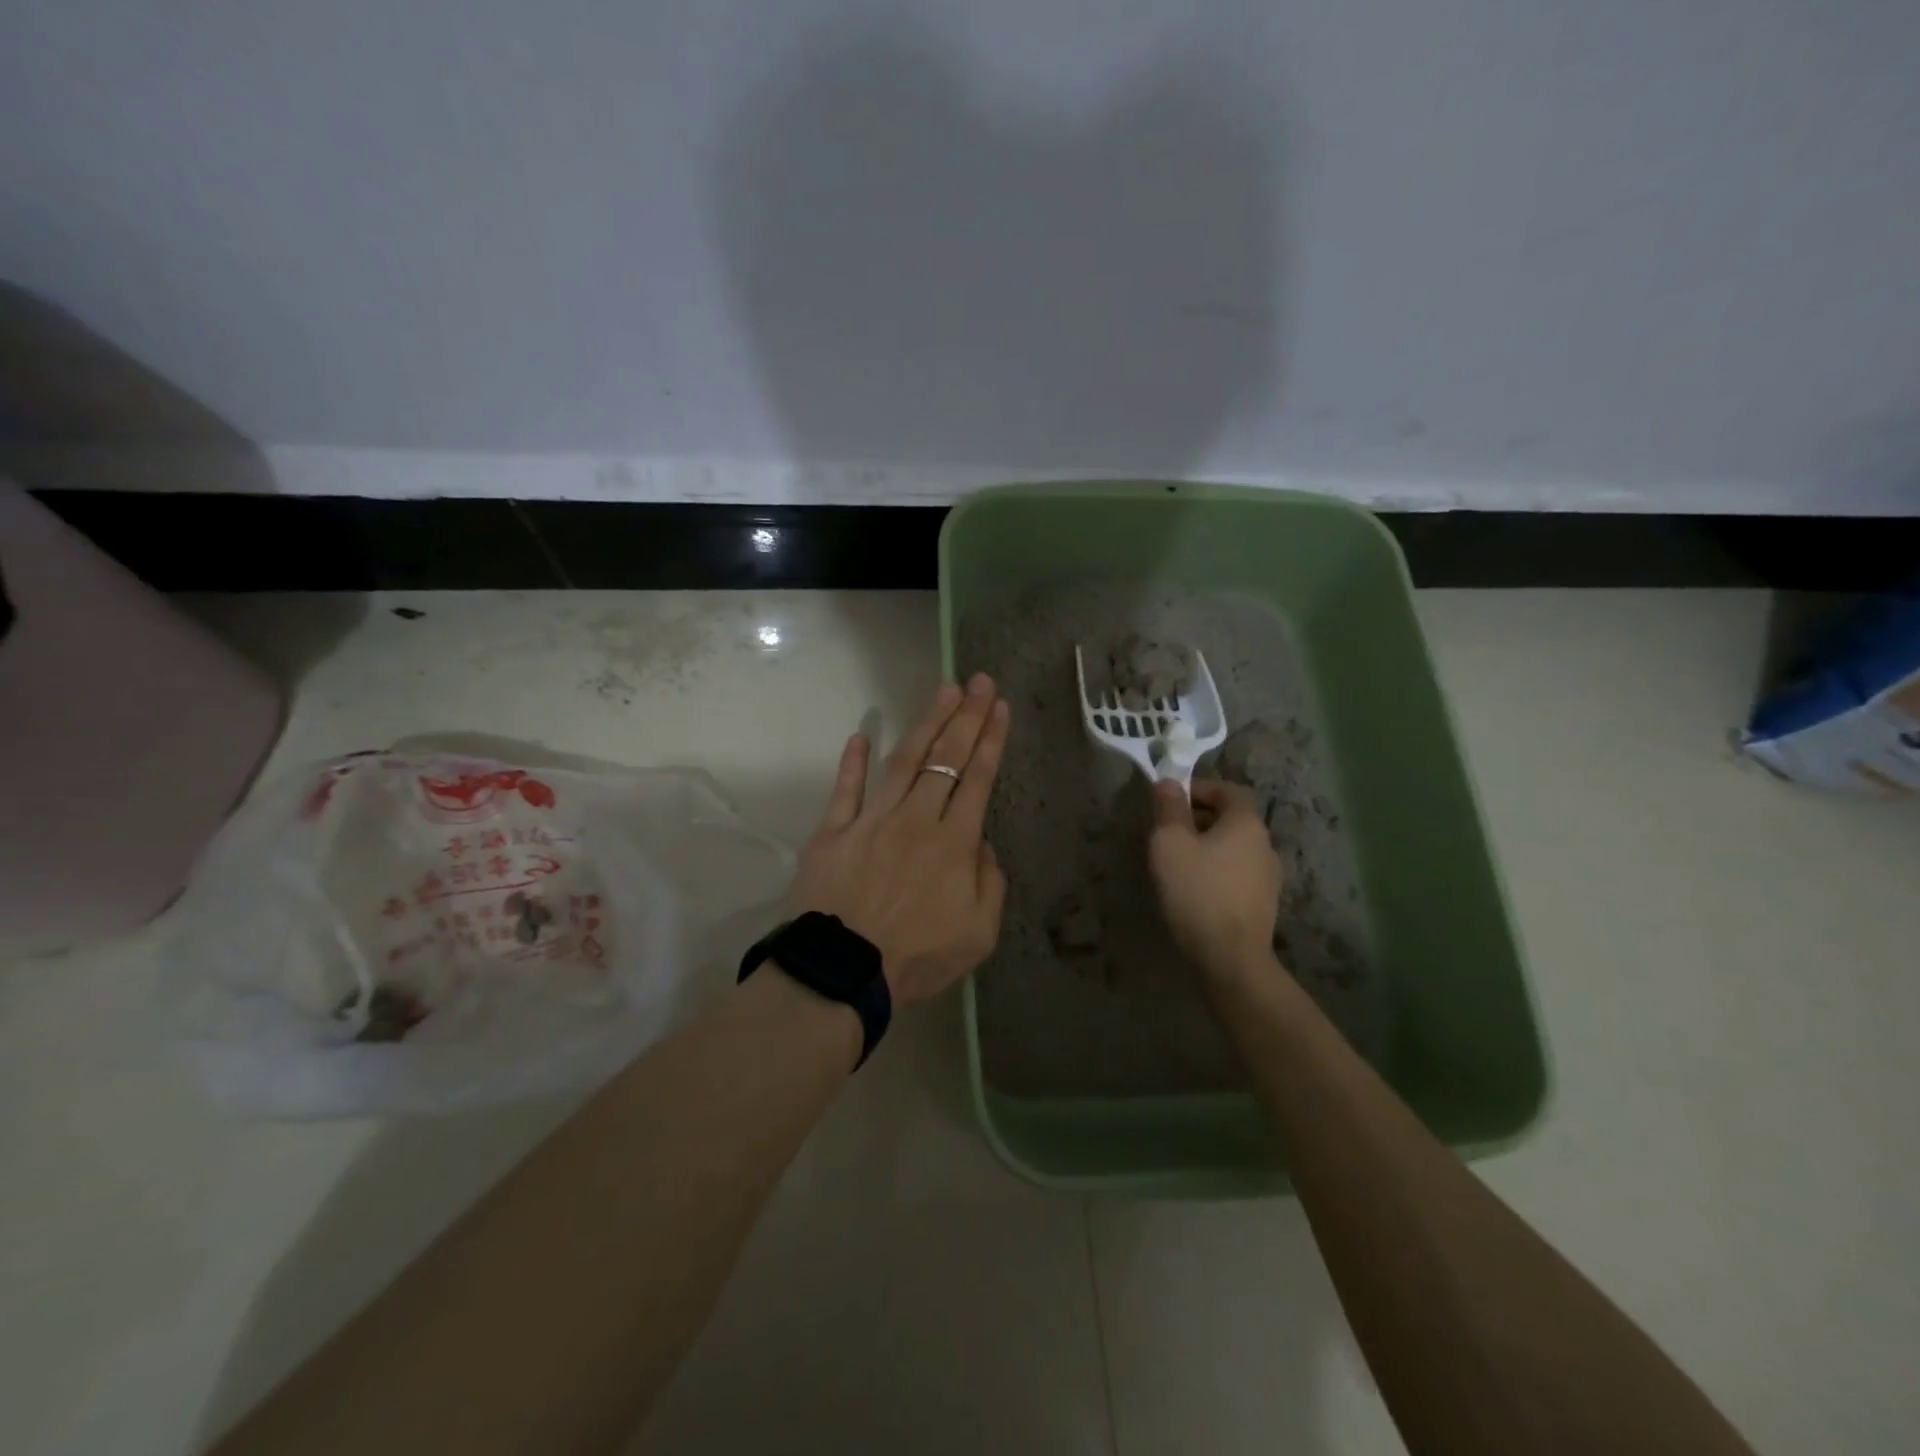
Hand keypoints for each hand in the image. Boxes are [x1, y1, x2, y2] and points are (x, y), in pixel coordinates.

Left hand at [785, 675, 1010, 1007]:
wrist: (843, 973)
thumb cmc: (916, 958)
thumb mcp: (978, 934)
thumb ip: (989, 882)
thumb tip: (981, 842)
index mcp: (953, 843)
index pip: (978, 779)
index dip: (991, 740)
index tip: (999, 707)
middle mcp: (916, 819)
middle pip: (946, 759)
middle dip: (967, 717)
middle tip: (980, 682)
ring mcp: (872, 820)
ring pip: (902, 760)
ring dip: (925, 722)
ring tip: (943, 691)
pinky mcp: (834, 830)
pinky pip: (845, 789)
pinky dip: (852, 761)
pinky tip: (860, 734)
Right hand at [1149, 778, 1283, 986]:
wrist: (1230, 958)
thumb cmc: (1197, 892)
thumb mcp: (1170, 843)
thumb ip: (1169, 808)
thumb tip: (1169, 782)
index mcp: (1246, 823)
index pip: (1227, 789)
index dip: (1198, 789)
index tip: (1169, 801)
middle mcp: (1265, 844)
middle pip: (1231, 818)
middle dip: (1198, 818)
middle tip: (1167, 832)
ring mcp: (1268, 877)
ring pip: (1233, 848)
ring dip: (1206, 847)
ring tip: (1176, 863)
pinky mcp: (1262, 904)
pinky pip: (1236, 874)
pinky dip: (1215, 871)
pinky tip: (1194, 890)